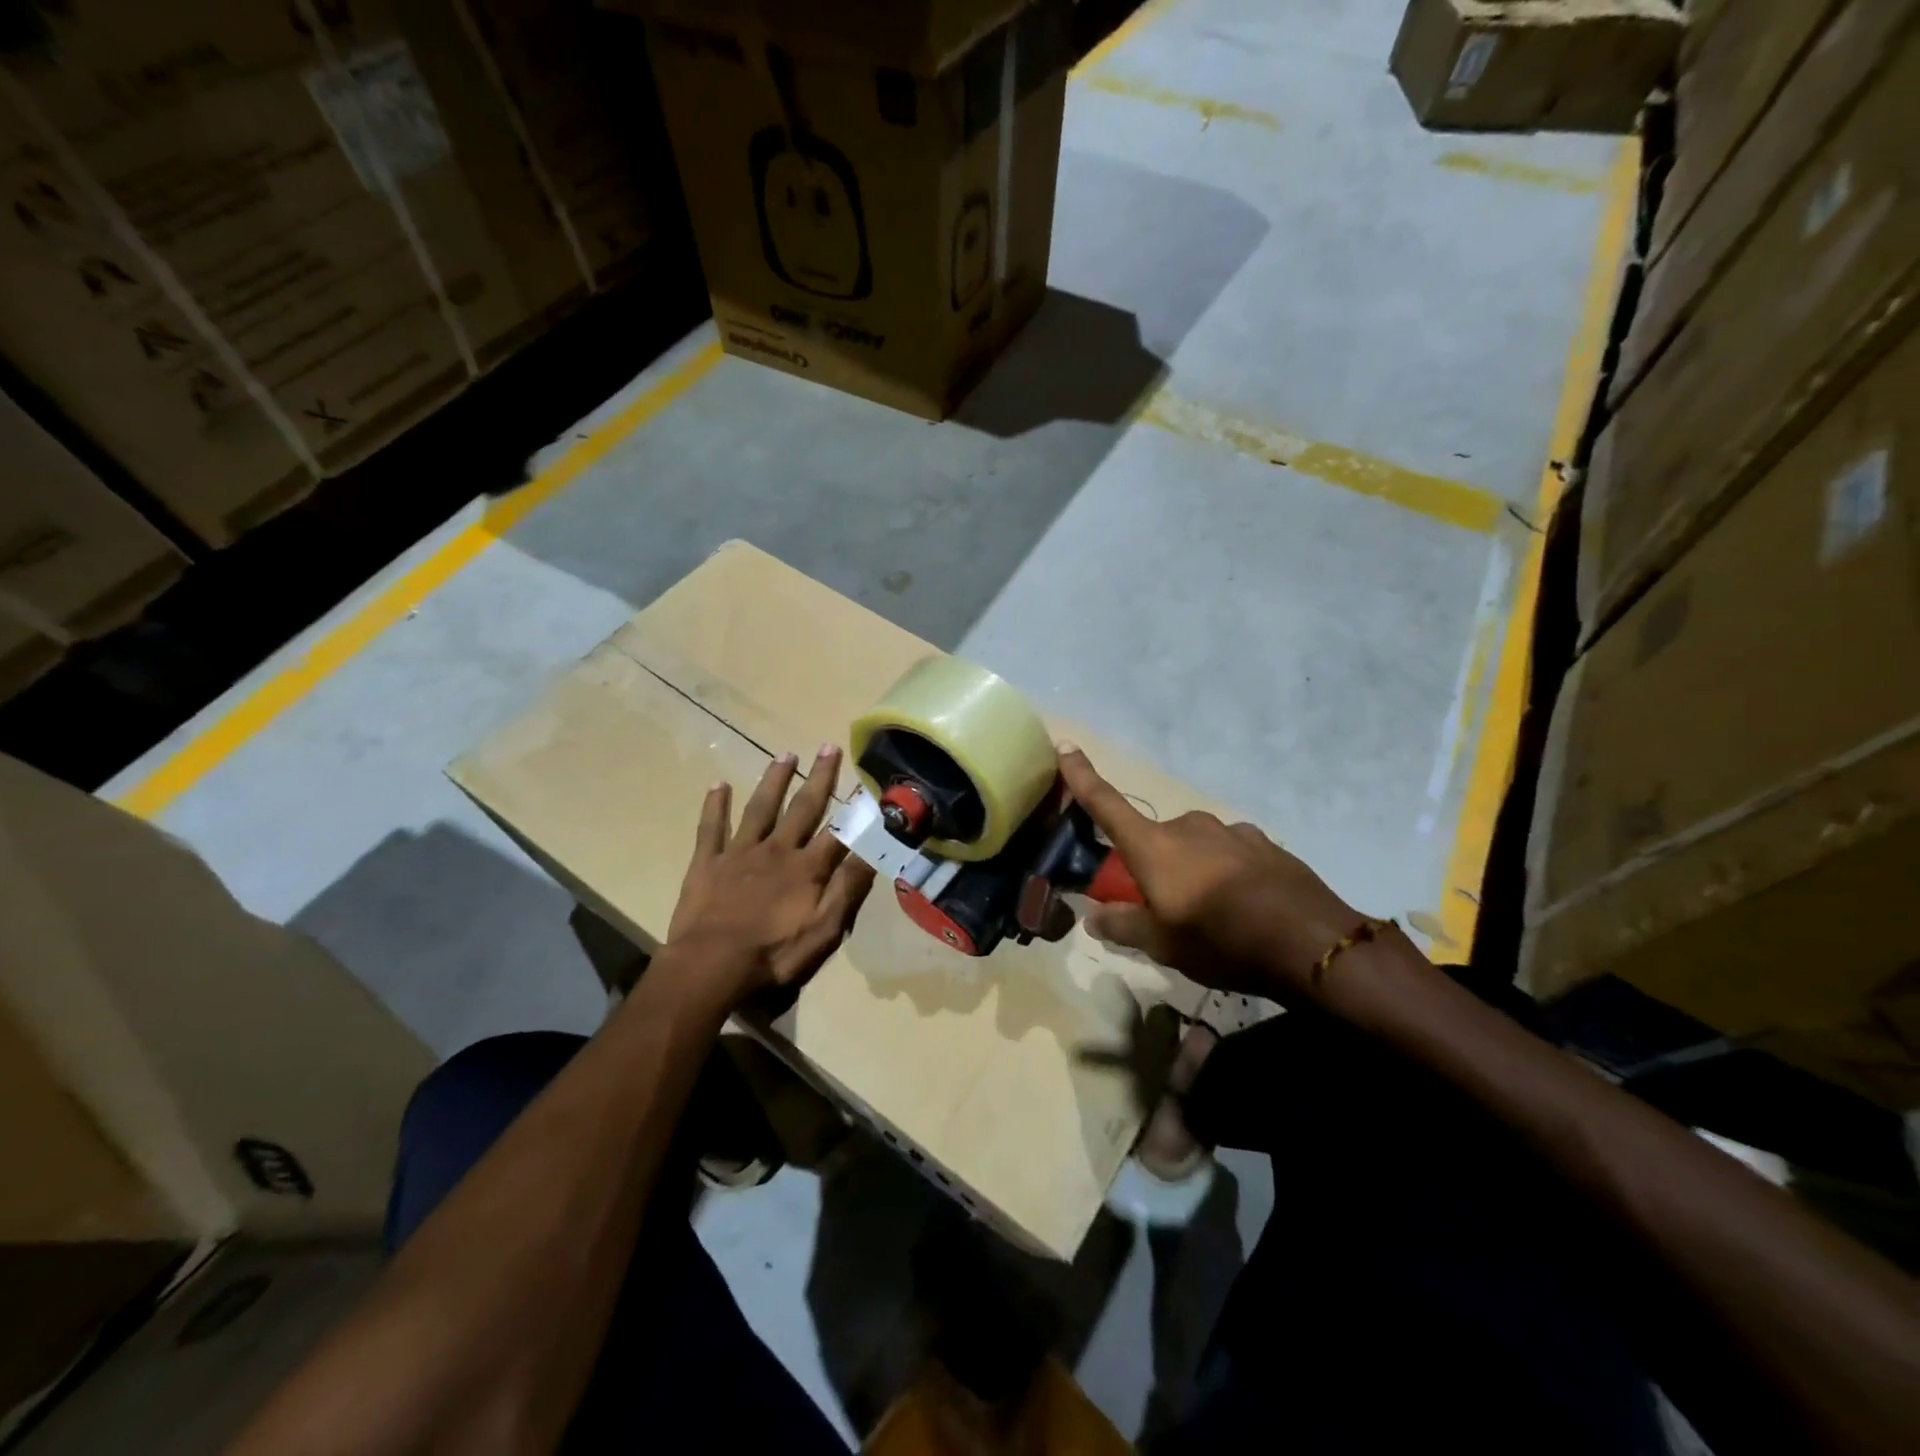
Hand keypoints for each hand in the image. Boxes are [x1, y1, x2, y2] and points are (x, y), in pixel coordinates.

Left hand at [666, 746, 875, 1008]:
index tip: (866, 777)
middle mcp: (777, 850)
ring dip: (774, 780)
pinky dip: (715, 806)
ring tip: (785, 755)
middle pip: (802, 808)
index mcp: (807, 868)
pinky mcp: (708, 864)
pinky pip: (712, 828)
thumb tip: (873, 850)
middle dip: (818, 778)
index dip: (854, 804)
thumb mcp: (825, 930)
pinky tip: (719, 785)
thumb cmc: (774, 956)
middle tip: (828, 746)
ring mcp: (739, 854)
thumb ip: (848, 888)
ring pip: (761, 808)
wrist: (711, 967)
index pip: (839, 829)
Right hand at [1058, 746, 1365, 1001]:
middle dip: (1154, 865)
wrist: (1310, 941)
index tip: (1065, 745)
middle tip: (1166, 907)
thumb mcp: (1164, 945)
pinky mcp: (1262, 842)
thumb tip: (1093, 917)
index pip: (1106, 804)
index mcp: (1154, 847)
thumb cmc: (1221, 940)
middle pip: (1155, 839)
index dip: (1082, 776)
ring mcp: (1229, 830)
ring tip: (1212, 913)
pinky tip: (1245, 903)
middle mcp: (1187, 827)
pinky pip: (1229, 852)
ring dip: (1192, 869)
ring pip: (1194, 845)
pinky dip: (1226, 871)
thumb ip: (1124, 926)